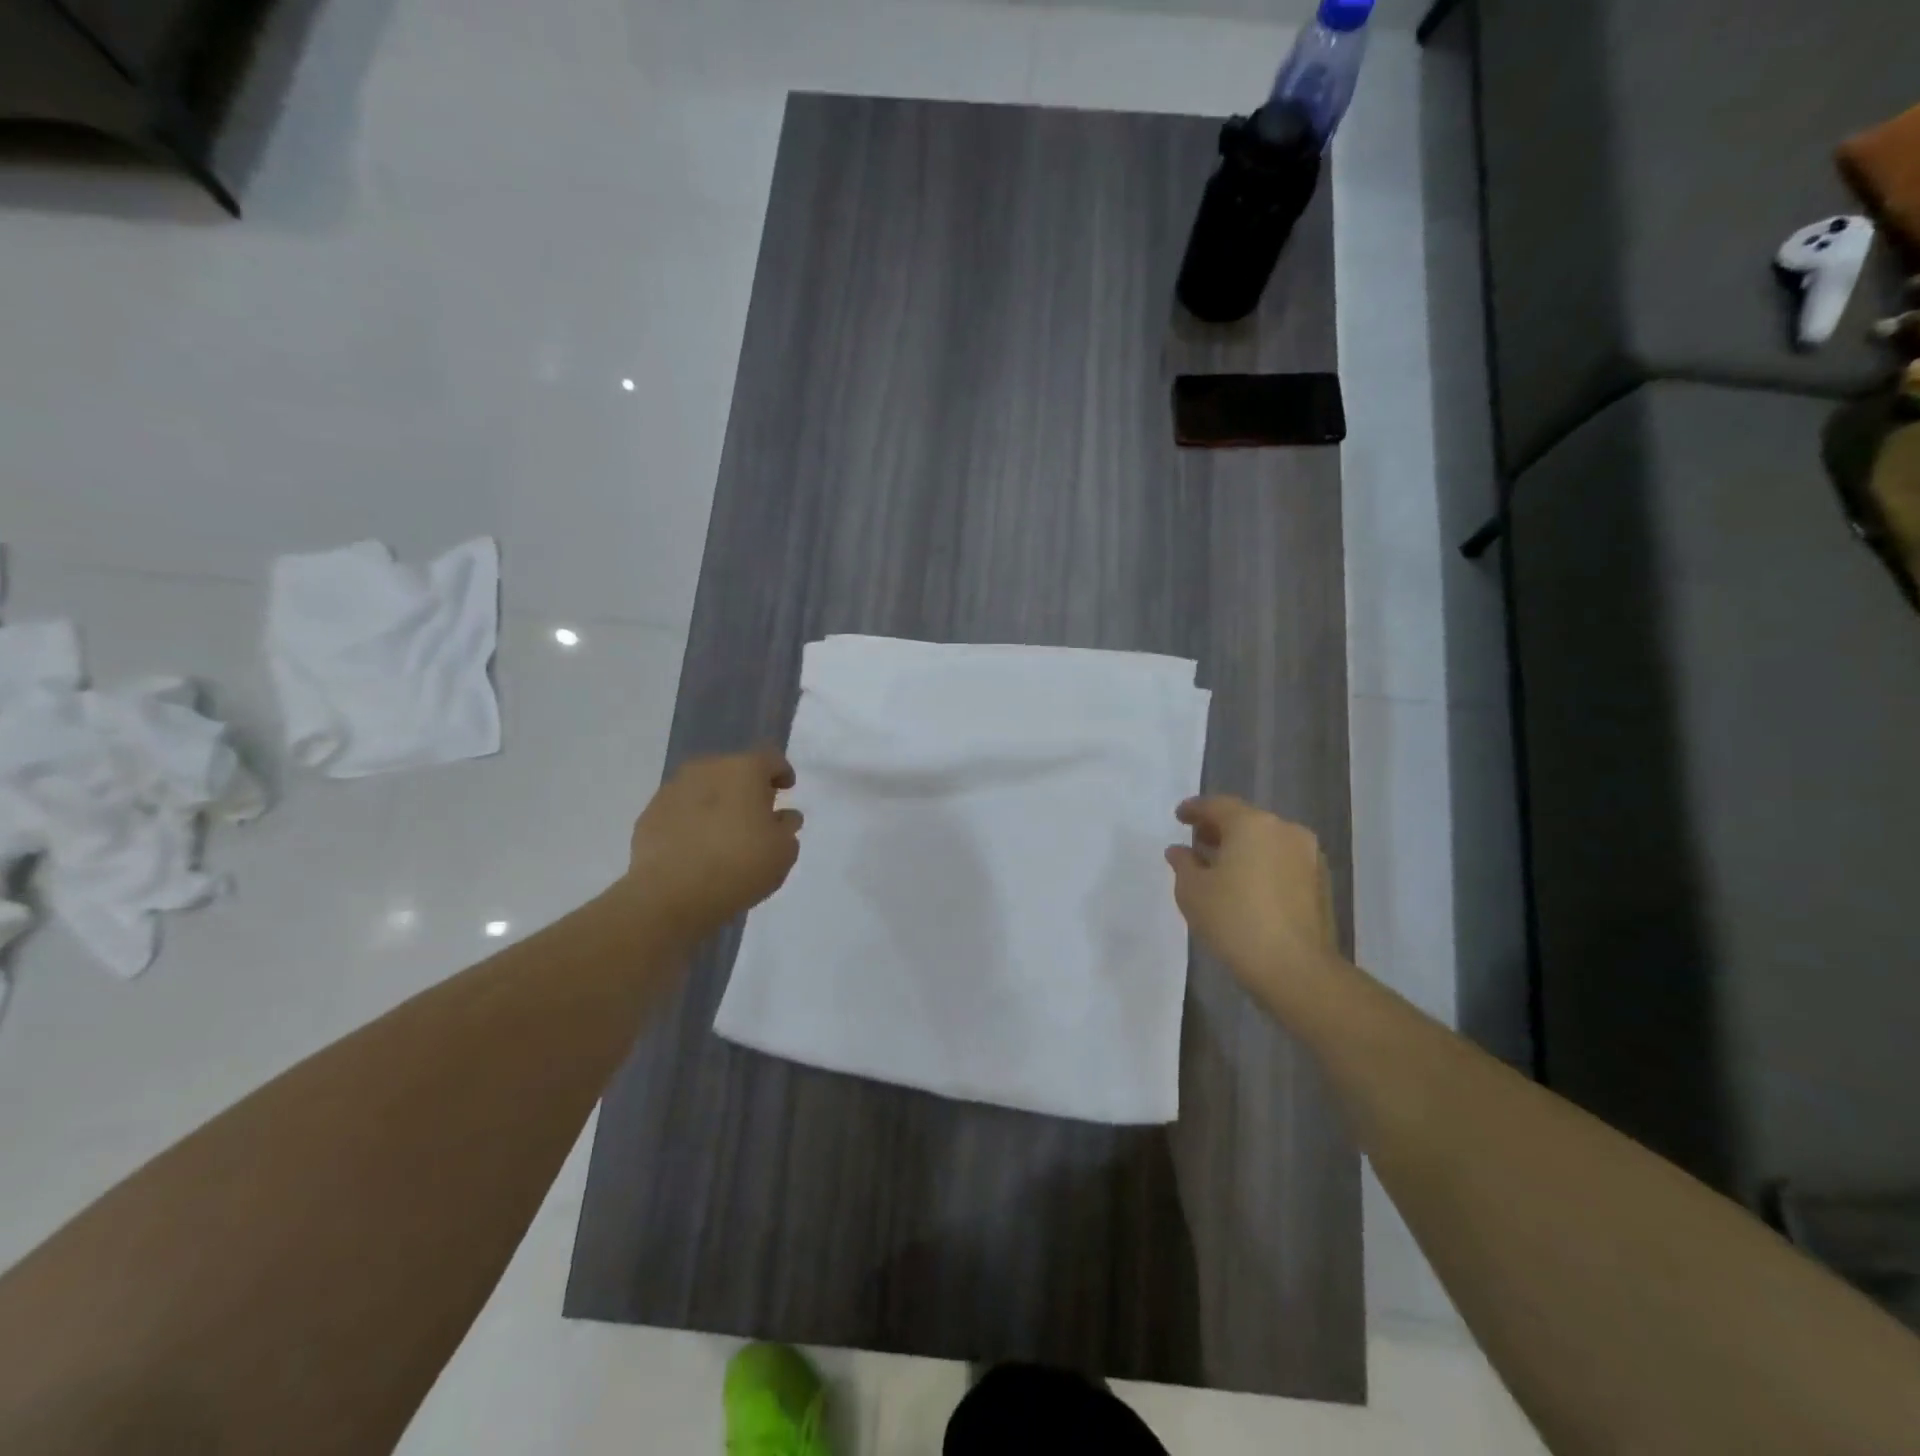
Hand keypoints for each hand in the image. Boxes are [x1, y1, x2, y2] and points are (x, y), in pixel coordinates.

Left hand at [621, 749, 801, 944]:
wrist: (670, 896)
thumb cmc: (739, 866)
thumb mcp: (783, 851)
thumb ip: (787, 827)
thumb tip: (783, 816)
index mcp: (744, 769)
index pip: (770, 759)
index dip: (782, 773)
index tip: (787, 789)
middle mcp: (706, 769)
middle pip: (734, 770)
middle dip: (747, 788)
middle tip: (756, 814)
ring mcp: (672, 790)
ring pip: (704, 789)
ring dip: (717, 803)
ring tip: (724, 834)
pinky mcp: (648, 815)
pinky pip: (680, 811)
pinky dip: (692, 822)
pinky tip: (697, 848)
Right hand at [1166, 796, 1339, 1004]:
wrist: (1295, 968)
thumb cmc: (1234, 920)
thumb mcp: (1192, 891)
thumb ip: (1183, 863)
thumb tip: (1180, 851)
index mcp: (1252, 824)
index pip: (1217, 805)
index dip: (1194, 809)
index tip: (1179, 817)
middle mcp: (1285, 830)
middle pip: (1246, 820)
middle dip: (1219, 829)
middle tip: (1197, 842)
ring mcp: (1308, 856)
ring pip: (1267, 841)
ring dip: (1243, 848)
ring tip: (1220, 868)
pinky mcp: (1320, 883)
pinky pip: (1282, 861)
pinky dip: (1261, 865)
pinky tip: (1246, 886)